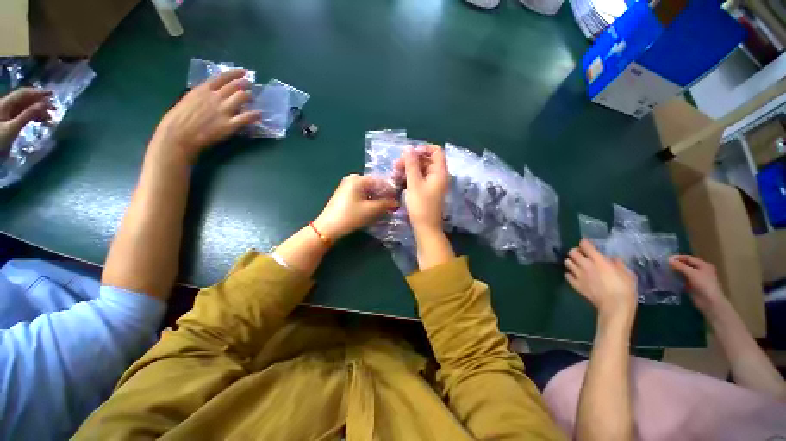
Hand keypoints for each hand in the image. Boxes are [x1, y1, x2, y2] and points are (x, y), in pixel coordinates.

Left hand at [0, 88, 52, 155]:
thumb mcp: (12, 128)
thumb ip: (27, 115)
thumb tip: (44, 105)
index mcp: (5, 104)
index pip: (24, 94)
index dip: (38, 92)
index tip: (53, 95)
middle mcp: (7, 105)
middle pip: (25, 100)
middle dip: (40, 103)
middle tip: (54, 109)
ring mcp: (7, 114)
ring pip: (26, 108)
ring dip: (38, 112)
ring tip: (49, 119)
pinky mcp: (9, 121)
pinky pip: (23, 115)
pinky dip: (33, 117)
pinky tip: (39, 121)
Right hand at [150, 69, 260, 163]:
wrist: (179, 134)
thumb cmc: (179, 118)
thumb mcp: (189, 99)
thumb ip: (203, 95)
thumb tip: (213, 94)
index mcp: (203, 89)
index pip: (223, 77)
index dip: (235, 74)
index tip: (244, 72)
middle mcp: (216, 97)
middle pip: (235, 87)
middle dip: (245, 84)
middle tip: (250, 85)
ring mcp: (224, 111)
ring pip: (242, 98)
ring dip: (249, 97)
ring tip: (253, 98)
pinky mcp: (230, 124)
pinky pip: (246, 118)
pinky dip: (254, 115)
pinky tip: (259, 114)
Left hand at [314, 174, 398, 240]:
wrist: (328, 227)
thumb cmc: (351, 215)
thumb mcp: (371, 209)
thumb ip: (386, 204)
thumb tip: (397, 202)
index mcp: (358, 178)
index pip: (380, 181)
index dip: (391, 191)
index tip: (399, 200)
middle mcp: (353, 179)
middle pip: (374, 185)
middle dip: (384, 195)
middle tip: (393, 206)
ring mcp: (348, 186)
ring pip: (368, 191)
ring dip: (377, 199)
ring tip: (385, 209)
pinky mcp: (346, 195)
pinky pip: (362, 195)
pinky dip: (369, 201)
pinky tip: (374, 209)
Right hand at [395, 144, 448, 234]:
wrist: (425, 228)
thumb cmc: (421, 205)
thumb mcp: (414, 183)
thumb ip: (411, 165)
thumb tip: (409, 147)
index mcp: (439, 172)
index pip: (436, 151)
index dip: (423, 148)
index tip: (409, 153)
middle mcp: (438, 176)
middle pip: (426, 160)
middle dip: (411, 160)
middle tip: (396, 165)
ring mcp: (432, 184)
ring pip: (421, 170)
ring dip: (408, 169)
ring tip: (394, 174)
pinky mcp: (427, 191)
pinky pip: (419, 179)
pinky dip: (410, 177)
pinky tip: (399, 180)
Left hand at [566, 239, 637, 321]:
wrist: (615, 307)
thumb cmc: (625, 289)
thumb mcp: (627, 274)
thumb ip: (618, 264)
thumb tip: (612, 259)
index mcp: (598, 260)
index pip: (585, 245)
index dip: (585, 243)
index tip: (588, 245)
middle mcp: (585, 265)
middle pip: (572, 252)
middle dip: (576, 252)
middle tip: (582, 255)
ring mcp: (578, 275)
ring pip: (567, 262)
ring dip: (572, 262)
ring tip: (578, 265)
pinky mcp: (575, 284)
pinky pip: (567, 275)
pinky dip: (570, 274)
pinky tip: (576, 276)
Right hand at [669, 255, 726, 314]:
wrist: (710, 302)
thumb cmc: (704, 285)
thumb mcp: (692, 274)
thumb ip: (680, 266)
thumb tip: (668, 259)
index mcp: (704, 265)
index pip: (689, 258)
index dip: (678, 257)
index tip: (666, 258)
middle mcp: (701, 270)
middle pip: (687, 265)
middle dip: (676, 265)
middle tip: (664, 265)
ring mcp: (697, 279)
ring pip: (684, 273)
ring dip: (676, 272)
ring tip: (665, 271)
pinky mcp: (693, 286)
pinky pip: (683, 280)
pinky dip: (677, 279)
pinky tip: (670, 279)